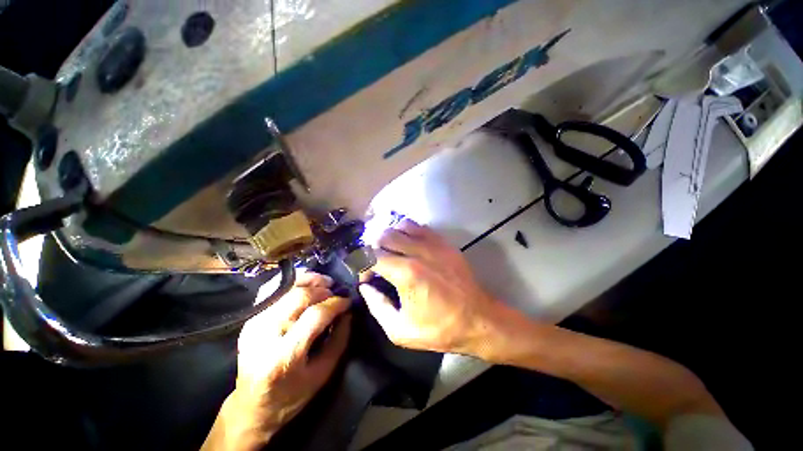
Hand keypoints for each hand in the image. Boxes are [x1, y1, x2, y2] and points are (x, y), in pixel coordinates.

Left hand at [203, 272, 350, 450]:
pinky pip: (274, 289)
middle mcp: (265, 335)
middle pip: (299, 297)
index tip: (347, 302)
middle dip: (323, 290)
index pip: (315, 316)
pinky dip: (294, 282)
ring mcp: (254, 324)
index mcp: (284, 356)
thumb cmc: (291, 395)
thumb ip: (339, 339)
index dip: (335, 304)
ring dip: (310, 281)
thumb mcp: (323, 373)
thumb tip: (348, 312)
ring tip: (324, 282)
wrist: (252, 406)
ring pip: (286, 288)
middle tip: (336, 292)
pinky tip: (307, 284)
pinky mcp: (250, 319)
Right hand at [359, 219, 507, 355]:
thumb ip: (377, 306)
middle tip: (377, 265)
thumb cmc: (440, 328)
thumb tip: (366, 287)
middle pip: (383, 236)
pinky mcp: (444, 243)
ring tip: (391, 252)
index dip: (361, 267)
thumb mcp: (401, 330)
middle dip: (373, 250)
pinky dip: (407, 232)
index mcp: (405, 273)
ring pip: (400, 226)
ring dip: (390, 237)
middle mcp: (417, 252)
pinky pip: (419, 227)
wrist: (479, 319)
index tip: (367, 279)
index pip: (370, 256)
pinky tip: (409, 245)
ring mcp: (433, 244)